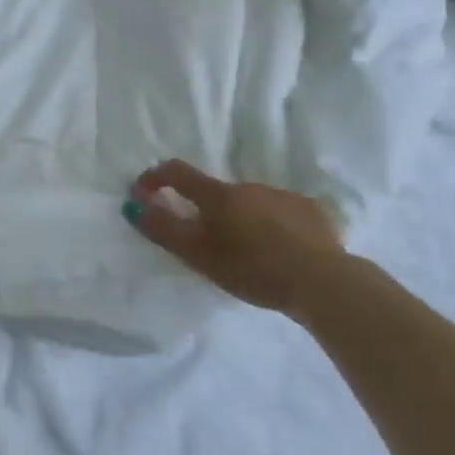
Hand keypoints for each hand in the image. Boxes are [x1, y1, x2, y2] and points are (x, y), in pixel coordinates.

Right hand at [125, 159, 353, 319]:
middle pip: (217, 194)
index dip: (155, 178)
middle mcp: (249, 186)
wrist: (322, 281)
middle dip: (206, 212)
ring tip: (249, 255)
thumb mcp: (199, 254)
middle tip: (208, 245)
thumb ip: (164, 229)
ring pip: (251, 204)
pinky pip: (282, 214)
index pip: (177, 173)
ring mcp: (283, 196)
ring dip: (242, 221)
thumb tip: (133, 206)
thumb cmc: (252, 268)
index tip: (142, 192)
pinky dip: (273, 227)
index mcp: (218, 195)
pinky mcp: (311, 211)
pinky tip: (281, 252)